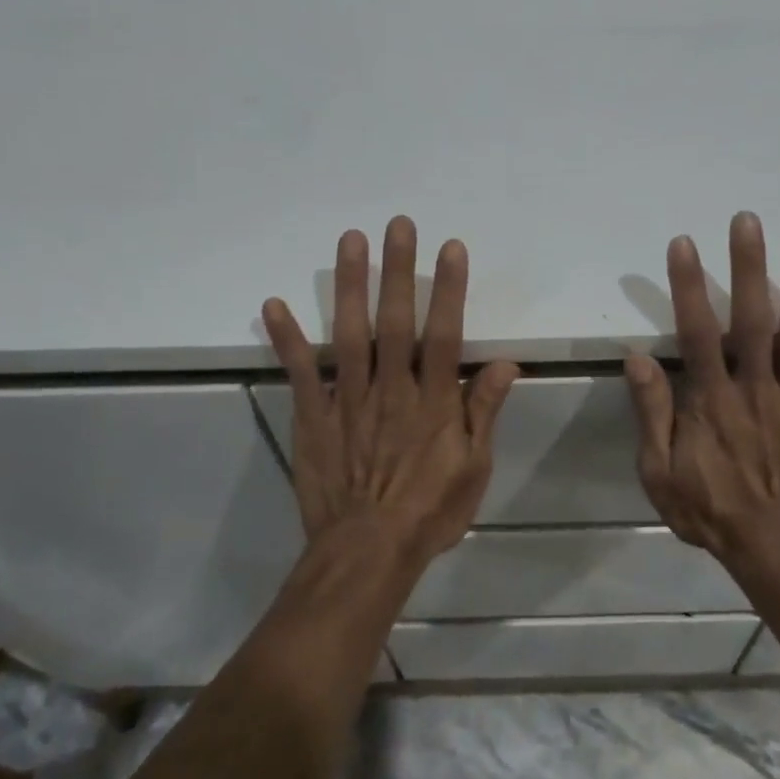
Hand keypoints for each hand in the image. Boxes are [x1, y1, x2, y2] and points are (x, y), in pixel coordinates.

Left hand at [262, 217, 520, 567]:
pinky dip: (287, 338)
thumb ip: (484, 412)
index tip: (449, 248)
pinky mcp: (314, 417)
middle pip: (396, 321)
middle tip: (397, 224)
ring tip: (350, 240)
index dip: (448, 289)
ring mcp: (348, 400)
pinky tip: (274, 303)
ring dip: (349, 285)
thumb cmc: (428, 512)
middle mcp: (391, 389)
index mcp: (433, 402)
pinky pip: (300, 372)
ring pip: (350, 333)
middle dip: (398, 270)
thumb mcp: (473, 469)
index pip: (443, 334)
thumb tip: (505, 364)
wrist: (367, 554)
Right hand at [624, 212, 779, 582]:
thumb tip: (638, 358)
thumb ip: (652, 415)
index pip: (698, 333)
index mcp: (713, 403)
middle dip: (748, 267)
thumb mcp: (661, 474)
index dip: (689, 286)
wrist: (778, 553)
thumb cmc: (712, 511)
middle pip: (753, 320)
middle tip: (748, 220)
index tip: (684, 243)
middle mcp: (757, 391)